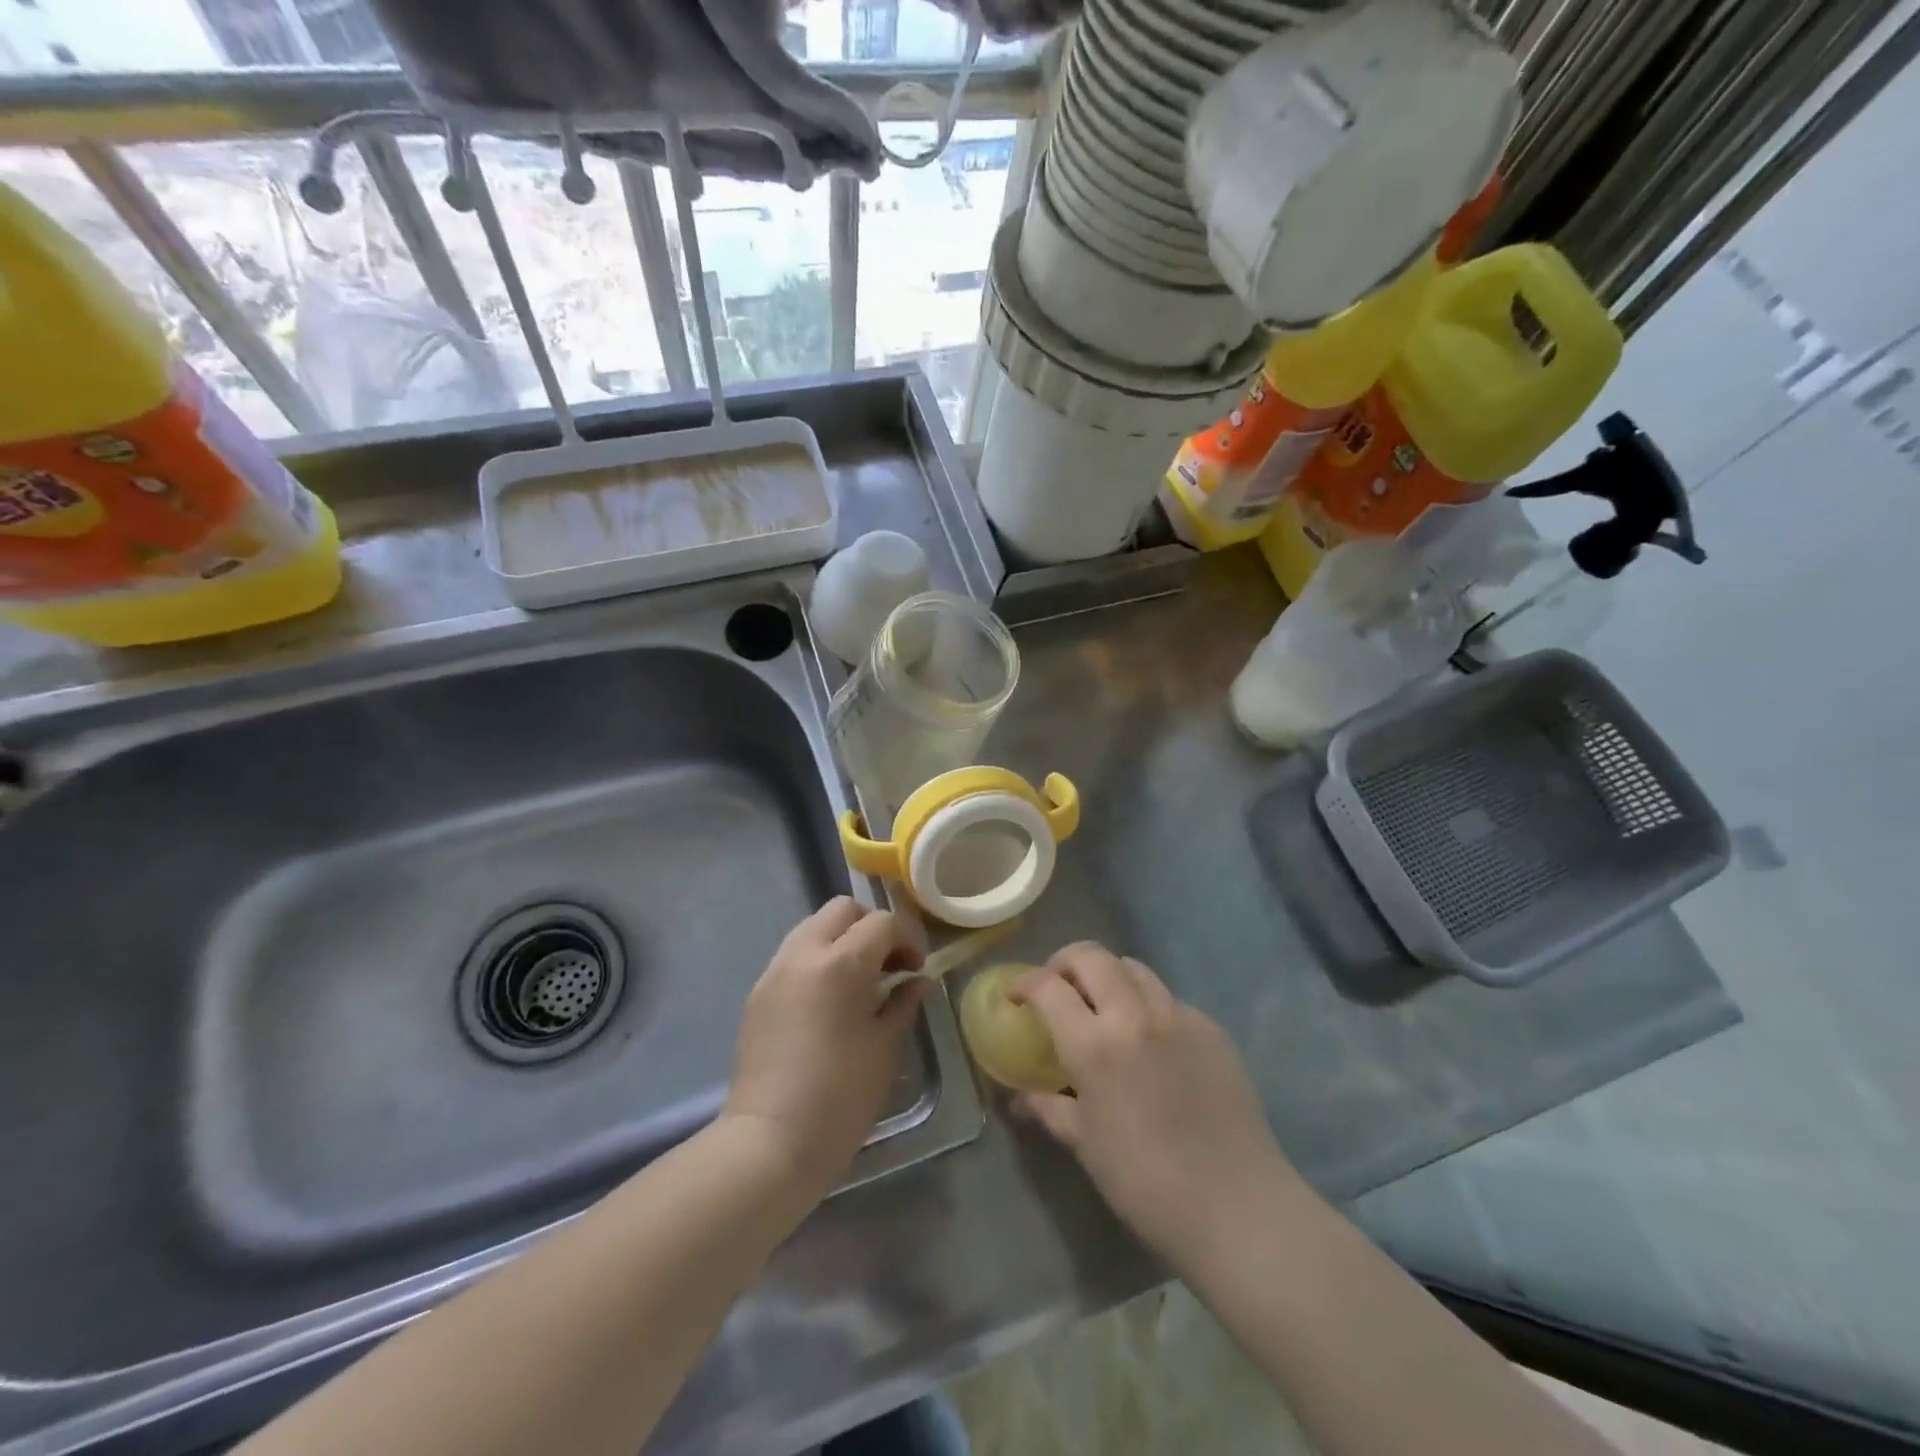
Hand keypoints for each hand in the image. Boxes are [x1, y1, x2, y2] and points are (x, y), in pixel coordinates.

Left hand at [725, 897, 925, 1195]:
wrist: (770, 1143)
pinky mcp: (758, 992)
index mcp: (841, 964)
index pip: (882, 922)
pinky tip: (828, 1001)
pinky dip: (817, 960)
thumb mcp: (886, 1048)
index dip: (907, 938)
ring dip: (841, 940)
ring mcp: (775, 971)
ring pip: (813, 927)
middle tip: (888, 965)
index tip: (916, 969)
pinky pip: (793, 955)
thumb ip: (904, 1002)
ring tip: (858, 981)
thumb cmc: (841, 1098)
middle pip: (843, 909)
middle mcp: (803, 954)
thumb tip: (919, 980)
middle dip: (871, 927)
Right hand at [1012, 943, 1298, 1266]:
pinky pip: (1169, 999)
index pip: (1049, 988)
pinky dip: (1147, 1005)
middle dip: (1065, 963)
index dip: (1025, 983)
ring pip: (1134, 968)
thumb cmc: (1147, 1183)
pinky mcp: (1212, 1028)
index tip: (1016, 995)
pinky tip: (1150, 1041)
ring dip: (1108, 975)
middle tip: (1057, 988)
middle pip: (1092, 957)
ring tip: (1102, 1006)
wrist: (1238, 1207)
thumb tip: (1017, 1097)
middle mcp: (1135, 1016)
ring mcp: (1179, 1017)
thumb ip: (1048, 1108)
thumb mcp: (1086, 1145)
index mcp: (1096, 1045)